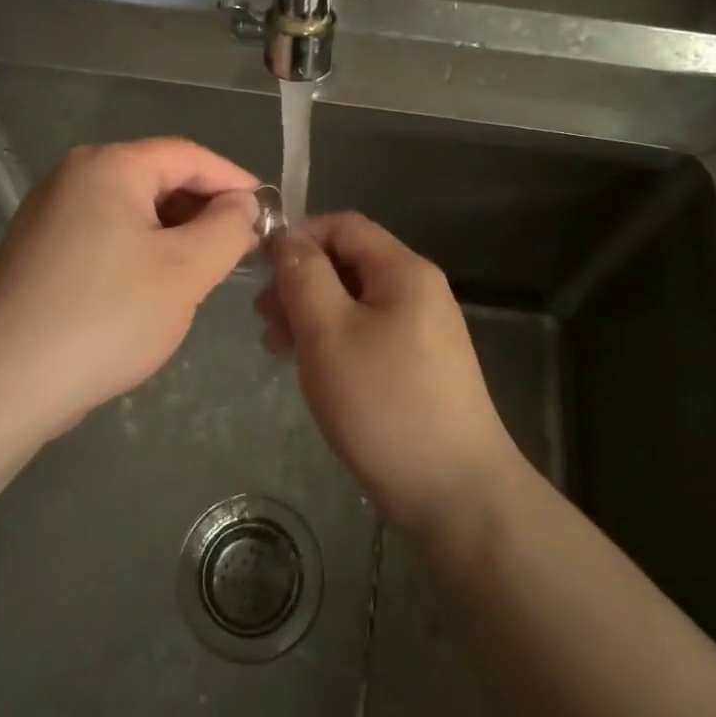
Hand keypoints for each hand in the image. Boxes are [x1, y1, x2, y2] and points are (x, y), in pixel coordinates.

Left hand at [0, 138, 260, 433]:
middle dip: (204, 210)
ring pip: (133, 210)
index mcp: (109, 166)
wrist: (4, 381)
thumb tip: (243, 205)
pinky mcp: (40, 249)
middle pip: (158, 178)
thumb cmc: (106, 316)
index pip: (189, 156)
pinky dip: (141, 250)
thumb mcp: (186, 271)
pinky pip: (107, 234)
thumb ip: (228, 228)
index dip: (235, 181)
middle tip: (239, 248)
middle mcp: (74, 176)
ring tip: (203, 271)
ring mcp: (50, 212)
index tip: (268, 212)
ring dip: (175, 234)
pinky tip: (156, 288)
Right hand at [257, 212, 523, 535]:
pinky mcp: (419, 366)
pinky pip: (368, 333)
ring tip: (276, 346)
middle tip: (263, 317)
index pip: (344, 225)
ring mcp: (423, 330)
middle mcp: (419, 291)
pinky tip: (310, 367)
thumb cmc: (383, 402)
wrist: (454, 491)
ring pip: (356, 301)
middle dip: (301, 280)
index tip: (262, 270)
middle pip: (350, 262)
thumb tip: (287, 237)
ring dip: (312, 313)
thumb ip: (304, 276)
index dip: (299, 237)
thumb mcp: (329, 331)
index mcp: (404, 270)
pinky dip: (334, 340)